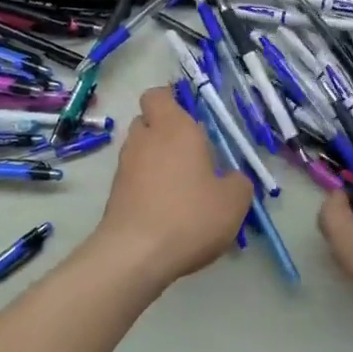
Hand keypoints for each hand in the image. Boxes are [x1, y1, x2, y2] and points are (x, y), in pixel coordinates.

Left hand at [93, 87, 253, 291]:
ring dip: (157, 160)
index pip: (158, 95)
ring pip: (140, 150)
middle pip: (148, 121)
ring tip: (182, 186)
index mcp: (174, 128)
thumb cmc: (190, 215)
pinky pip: (134, 178)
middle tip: (193, 154)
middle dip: (166, 132)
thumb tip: (231, 179)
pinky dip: (148, 186)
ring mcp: (124, 168)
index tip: (192, 118)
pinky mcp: (114, 195)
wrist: (135, 256)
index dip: (171, 101)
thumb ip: (238, 181)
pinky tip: (168, 210)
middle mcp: (144, 140)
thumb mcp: (234, 200)